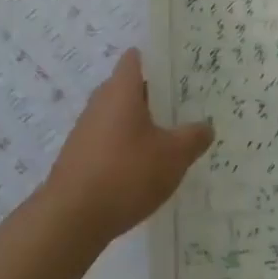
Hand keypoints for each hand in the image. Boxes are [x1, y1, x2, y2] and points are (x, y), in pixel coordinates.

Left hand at [43, 49, 212, 246]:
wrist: (71, 219)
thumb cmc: (126, 174)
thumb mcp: (173, 156)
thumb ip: (193, 137)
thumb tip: (206, 126)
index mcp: (121, 90)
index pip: (135, 59)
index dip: (156, 60)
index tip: (178, 70)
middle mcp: (100, 102)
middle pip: (128, 88)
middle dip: (154, 96)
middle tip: (182, 107)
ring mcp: (85, 130)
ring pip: (118, 116)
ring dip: (140, 125)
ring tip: (168, 140)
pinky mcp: (79, 157)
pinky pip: (108, 141)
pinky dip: (125, 148)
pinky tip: (142, 170)